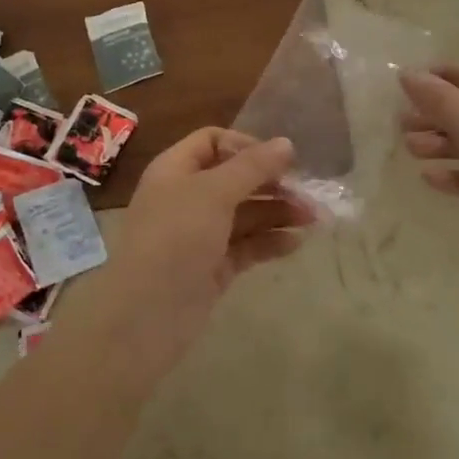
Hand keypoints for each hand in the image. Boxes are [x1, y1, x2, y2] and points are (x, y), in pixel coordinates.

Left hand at [77, 129, 312, 362]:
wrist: (146, 316)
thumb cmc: (176, 238)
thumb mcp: (213, 193)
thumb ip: (252, 167)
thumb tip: (286, 143)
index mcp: (175, 170)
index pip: (213, 142)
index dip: (246, 145)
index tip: (279, 160)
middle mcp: (186, 197)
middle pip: (234, 178)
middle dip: (271, 183)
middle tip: (307, 194)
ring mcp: (199, 234)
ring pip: (244, 214)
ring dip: (277, 212)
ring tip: (313, 219)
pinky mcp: (212, 267)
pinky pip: (246, 246)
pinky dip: (269, 241)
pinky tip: (296, 243)